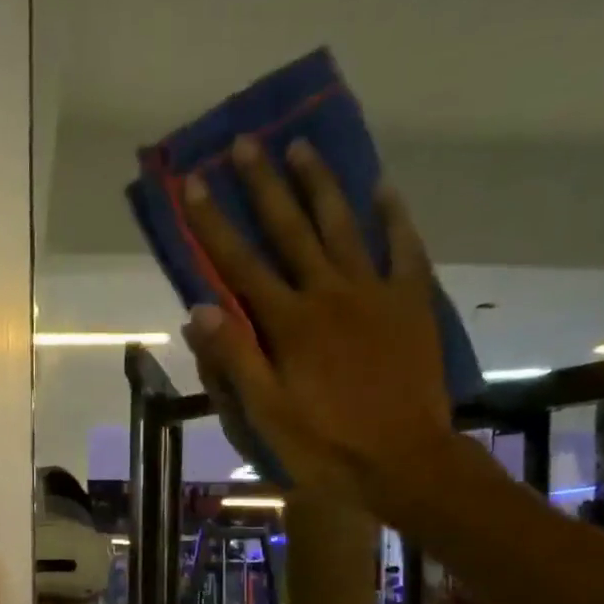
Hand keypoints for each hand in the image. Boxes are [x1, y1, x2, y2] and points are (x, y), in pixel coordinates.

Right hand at [179, 135, 455, 524]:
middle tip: (246, 143)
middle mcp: (328, 294)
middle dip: (264, 186)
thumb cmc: (325, 445)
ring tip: (302, 147)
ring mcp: (374, 293)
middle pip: (290, 230)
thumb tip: (198, 308)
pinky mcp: (411, 303)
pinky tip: (382, 188)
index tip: (192, 183)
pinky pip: (404, 248)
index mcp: (289, 324)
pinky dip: (394, 217)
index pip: (241, 264)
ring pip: (343, 226)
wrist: (403, 461)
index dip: (213, 224)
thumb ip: (234, 358)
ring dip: (320, 185)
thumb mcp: (266, 413)